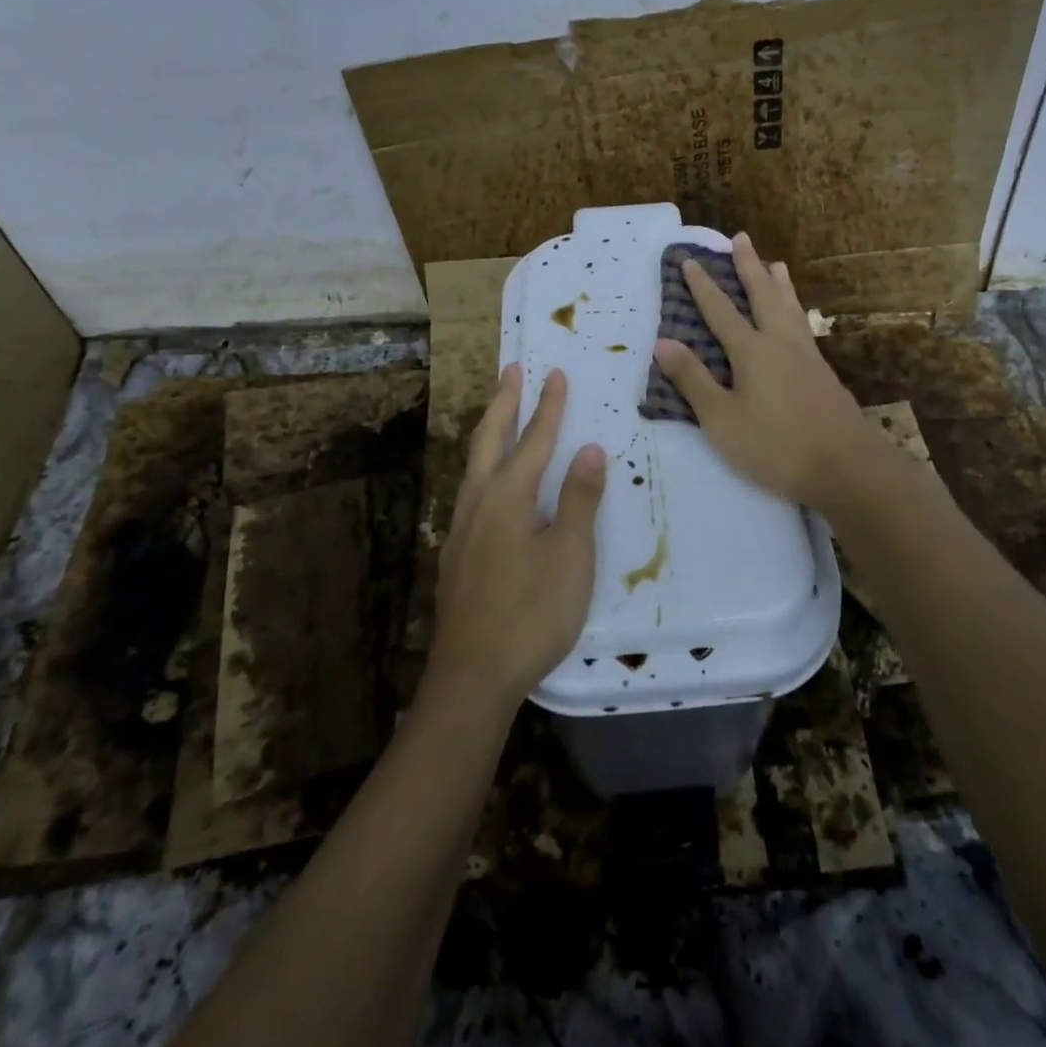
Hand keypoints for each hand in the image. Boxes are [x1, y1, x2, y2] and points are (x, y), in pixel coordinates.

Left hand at [426, 365, 606, 713]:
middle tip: (511, 370)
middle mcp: (478, 503)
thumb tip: (589, 450)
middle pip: (489, 440)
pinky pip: (470, 491)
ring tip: (499, 415)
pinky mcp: (456, 554)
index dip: (548, 406)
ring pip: (473, 465)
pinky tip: (489, 484)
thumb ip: (578, 499)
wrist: (472, 676)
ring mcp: (461, 529)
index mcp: (507, 497)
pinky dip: (483, 467)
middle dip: (503, 403)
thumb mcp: (569, 555)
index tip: (556, 373)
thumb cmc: (531, 613)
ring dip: (488, 432)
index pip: (534, 440)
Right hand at [653, 232, 882, 510]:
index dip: (703, 285)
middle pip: (763, 296)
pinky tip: (798, 319)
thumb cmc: (775, 445)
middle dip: (749, 266)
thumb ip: (693, 380)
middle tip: (741, 238)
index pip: (721, 311)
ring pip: (790, 308)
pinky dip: (796, 309)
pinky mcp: (824, 374)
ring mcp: (807, 357)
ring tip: (776, 263)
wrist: (846, 467)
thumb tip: (663, 341)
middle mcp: (781, 343)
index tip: (690, 259)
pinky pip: (804, 326)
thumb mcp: (722, 418)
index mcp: (752, 351)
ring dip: (779, 283)